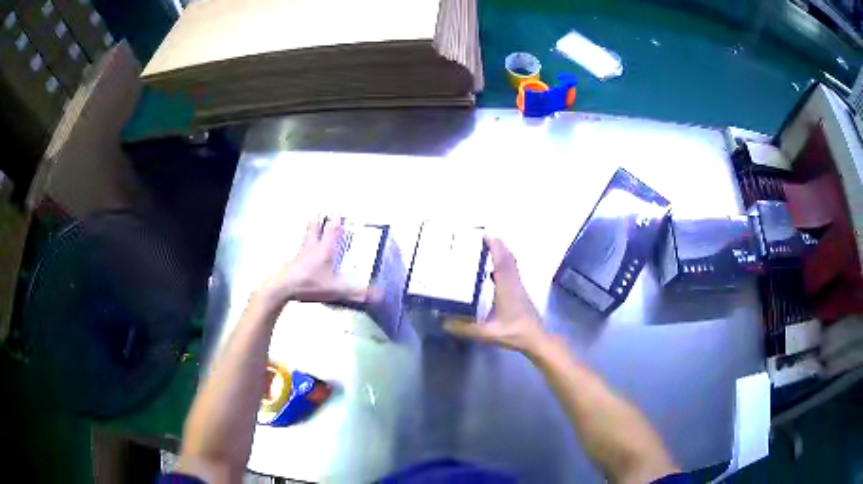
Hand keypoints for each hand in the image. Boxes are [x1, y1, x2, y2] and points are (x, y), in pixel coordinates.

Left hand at [257, 218, 369, 308]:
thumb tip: (379, 293)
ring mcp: (301, 253)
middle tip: (323, 210)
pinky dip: (305, 243)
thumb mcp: (335, 289)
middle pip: (315, 227)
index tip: (339, 210)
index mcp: (324, 249)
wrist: (282, 287)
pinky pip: (301, 247)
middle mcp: (312, 247)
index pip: (332, 229)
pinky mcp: (293, 261)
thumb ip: (356, 292)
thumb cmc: (309, 284)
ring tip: (312, 222)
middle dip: (320, 218)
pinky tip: (304, 249)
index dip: (336, 219)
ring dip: (311, 227)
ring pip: (307, 235)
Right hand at [444, 236, 548, 354]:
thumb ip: (464, 328)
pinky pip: (512, 272)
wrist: (535, 338)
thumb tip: (443, 322)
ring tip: (486, 251)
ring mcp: (519, 287)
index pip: (502, 262)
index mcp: (506, 288)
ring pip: (511, 264)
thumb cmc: (513, 332)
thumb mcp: (486, 333)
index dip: (495, 247)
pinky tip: (492, 273)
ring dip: (501, 254)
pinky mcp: (520, 292)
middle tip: (483, 239)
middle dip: (497, 246)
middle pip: (508, 258)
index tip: (486, 235)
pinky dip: (503, 265)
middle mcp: (513, 283)